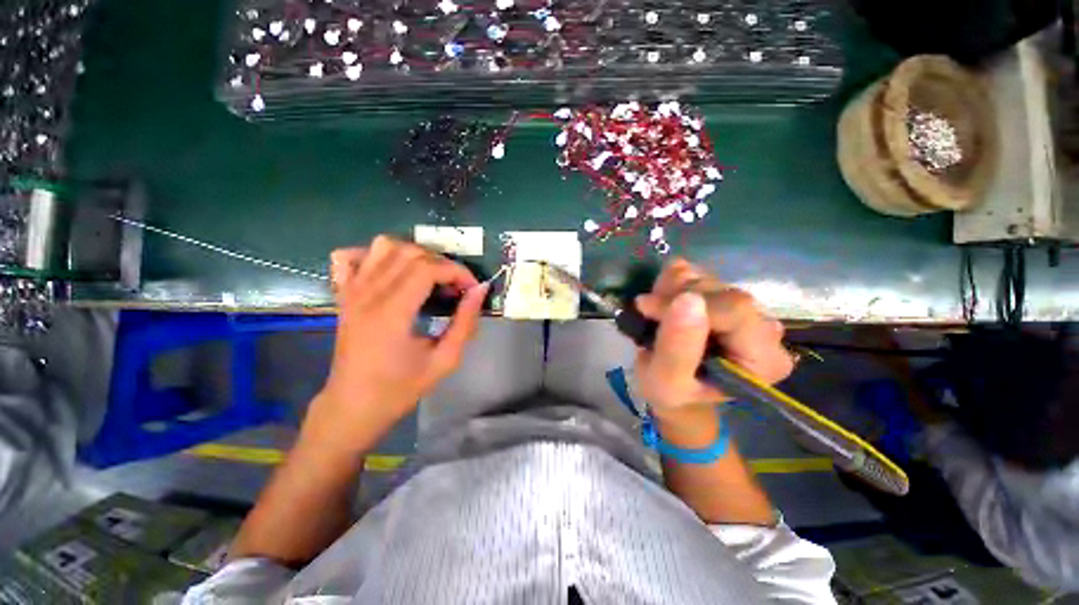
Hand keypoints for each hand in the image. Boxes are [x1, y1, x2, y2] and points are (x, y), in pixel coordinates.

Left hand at [303, 236, 486, 453]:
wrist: (353, 407)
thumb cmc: (400, 389)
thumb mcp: (445, 361)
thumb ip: (465, 323)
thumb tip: (480, 290)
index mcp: (391, 313)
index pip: (428, 269)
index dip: (457, 272)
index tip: (472, 288)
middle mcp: (367, 294)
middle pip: (409, 253)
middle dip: (442, 263)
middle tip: (455, 287)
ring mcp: (351, 292)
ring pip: (383, 246)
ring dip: (414, 254)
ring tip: (429, 276)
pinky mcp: (343, 295)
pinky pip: (350, 256)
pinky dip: (374, 255)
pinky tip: (390, 272)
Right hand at [633, 258, 793, 416]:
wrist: (674, 388)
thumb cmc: (673, 393)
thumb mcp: (666, 382)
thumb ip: (677, 348)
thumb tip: (687, 299)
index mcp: (763, 358)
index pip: (735, 309)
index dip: (689, 302)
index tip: (648, 310)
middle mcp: (764, 328)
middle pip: (722, 290)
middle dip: (676, 296)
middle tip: (648, 313)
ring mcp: (744, 308)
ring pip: (707, 277)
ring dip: (670, 289)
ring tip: (654, 314)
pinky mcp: (724, 295)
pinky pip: (697, 272)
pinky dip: (671, 282)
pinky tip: (663, 303)